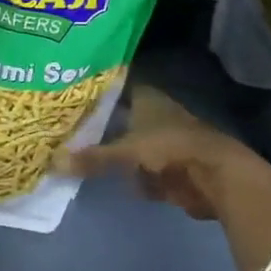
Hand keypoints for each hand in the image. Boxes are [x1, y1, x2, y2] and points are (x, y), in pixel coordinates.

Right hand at [56, 85, 270, 221]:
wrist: (215, 175)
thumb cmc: (169, 147)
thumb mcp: (126, 151)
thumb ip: (93, 157)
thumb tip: (54, 162)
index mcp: (146, 97)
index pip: (115, 87)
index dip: (95, 92)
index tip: (70, 97)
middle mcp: (155, 115)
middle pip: (121, 118)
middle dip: (100, 127)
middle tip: (68, 132)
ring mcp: (164, 142)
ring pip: (131, 146)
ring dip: (115, 154)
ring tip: (81, 157)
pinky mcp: (172, 169)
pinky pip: (143, 172)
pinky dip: (132, 178)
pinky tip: (111, 182)